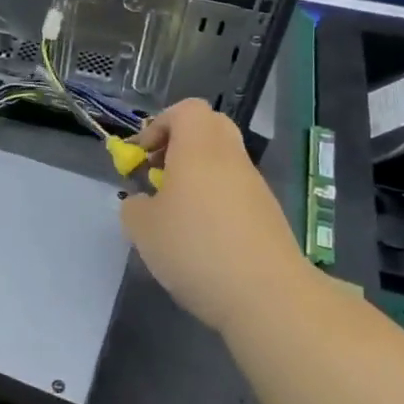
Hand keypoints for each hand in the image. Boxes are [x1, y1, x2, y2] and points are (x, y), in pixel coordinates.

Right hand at [119, 99, 305, 333]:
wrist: (267, 294)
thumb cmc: (195, 248)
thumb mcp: (143, 228)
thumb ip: (135, 206)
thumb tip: (145, 201)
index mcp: (199, 148)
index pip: (186, 109)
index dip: (159, 125)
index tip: (143, 157)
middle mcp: (231, 158)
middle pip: (208, 129)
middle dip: (179, 145)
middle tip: (159, 175)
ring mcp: (254, 186)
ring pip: (222, 161)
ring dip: (196, 176)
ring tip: (175, 214)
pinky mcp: (267, 214)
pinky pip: (235, 191)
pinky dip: (214, 201)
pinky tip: (200, 239)